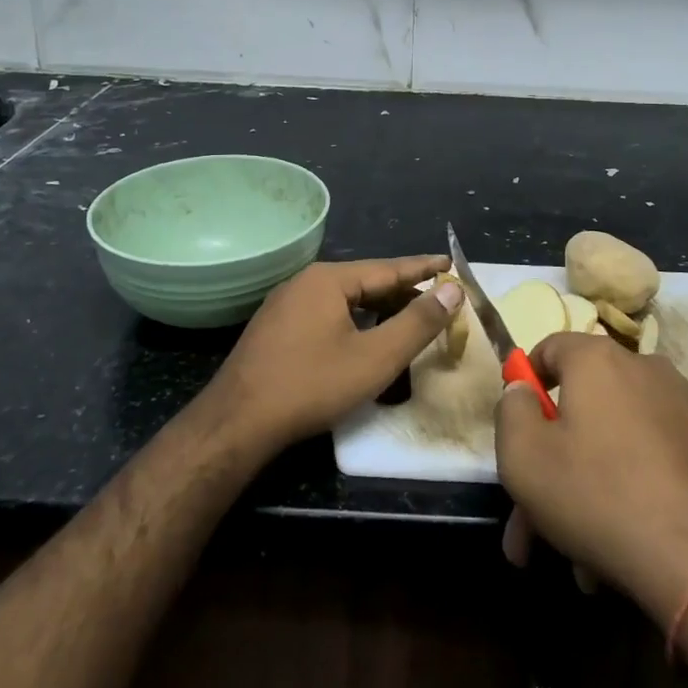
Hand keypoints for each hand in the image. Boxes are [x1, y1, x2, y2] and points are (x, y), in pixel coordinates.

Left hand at [206, 256, 455, 452]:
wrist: (236, 424)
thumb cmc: (311, 385)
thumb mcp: (375, 357)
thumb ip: (417, 322)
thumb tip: (451, 290)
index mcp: (329, 279)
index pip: (388, 268)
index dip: (424, 268)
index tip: (452, 264)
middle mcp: (305, 282)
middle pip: (366, 282)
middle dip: (403, 292)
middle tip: (437, 301)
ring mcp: (285, 304)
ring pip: (344, 299)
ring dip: (378, 309)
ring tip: (407, 320)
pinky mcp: (275, 328)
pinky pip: (325, 313)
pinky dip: (354, 321)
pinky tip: (364, 339)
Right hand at [495, 334, 687, 624]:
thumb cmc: (601, 497)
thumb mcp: (524, 459)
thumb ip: (511, 412)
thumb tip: (522, 390)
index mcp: (599, 360)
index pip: (550, 348)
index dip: (526, 384)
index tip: (519, 429)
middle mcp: (646, 368)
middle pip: (584, 406)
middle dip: (552, 462)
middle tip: (534, 523)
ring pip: (619, 439)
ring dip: (592, 485)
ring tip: (581, 556)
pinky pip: (658, 459)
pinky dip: (637, 489)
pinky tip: (626, 544)